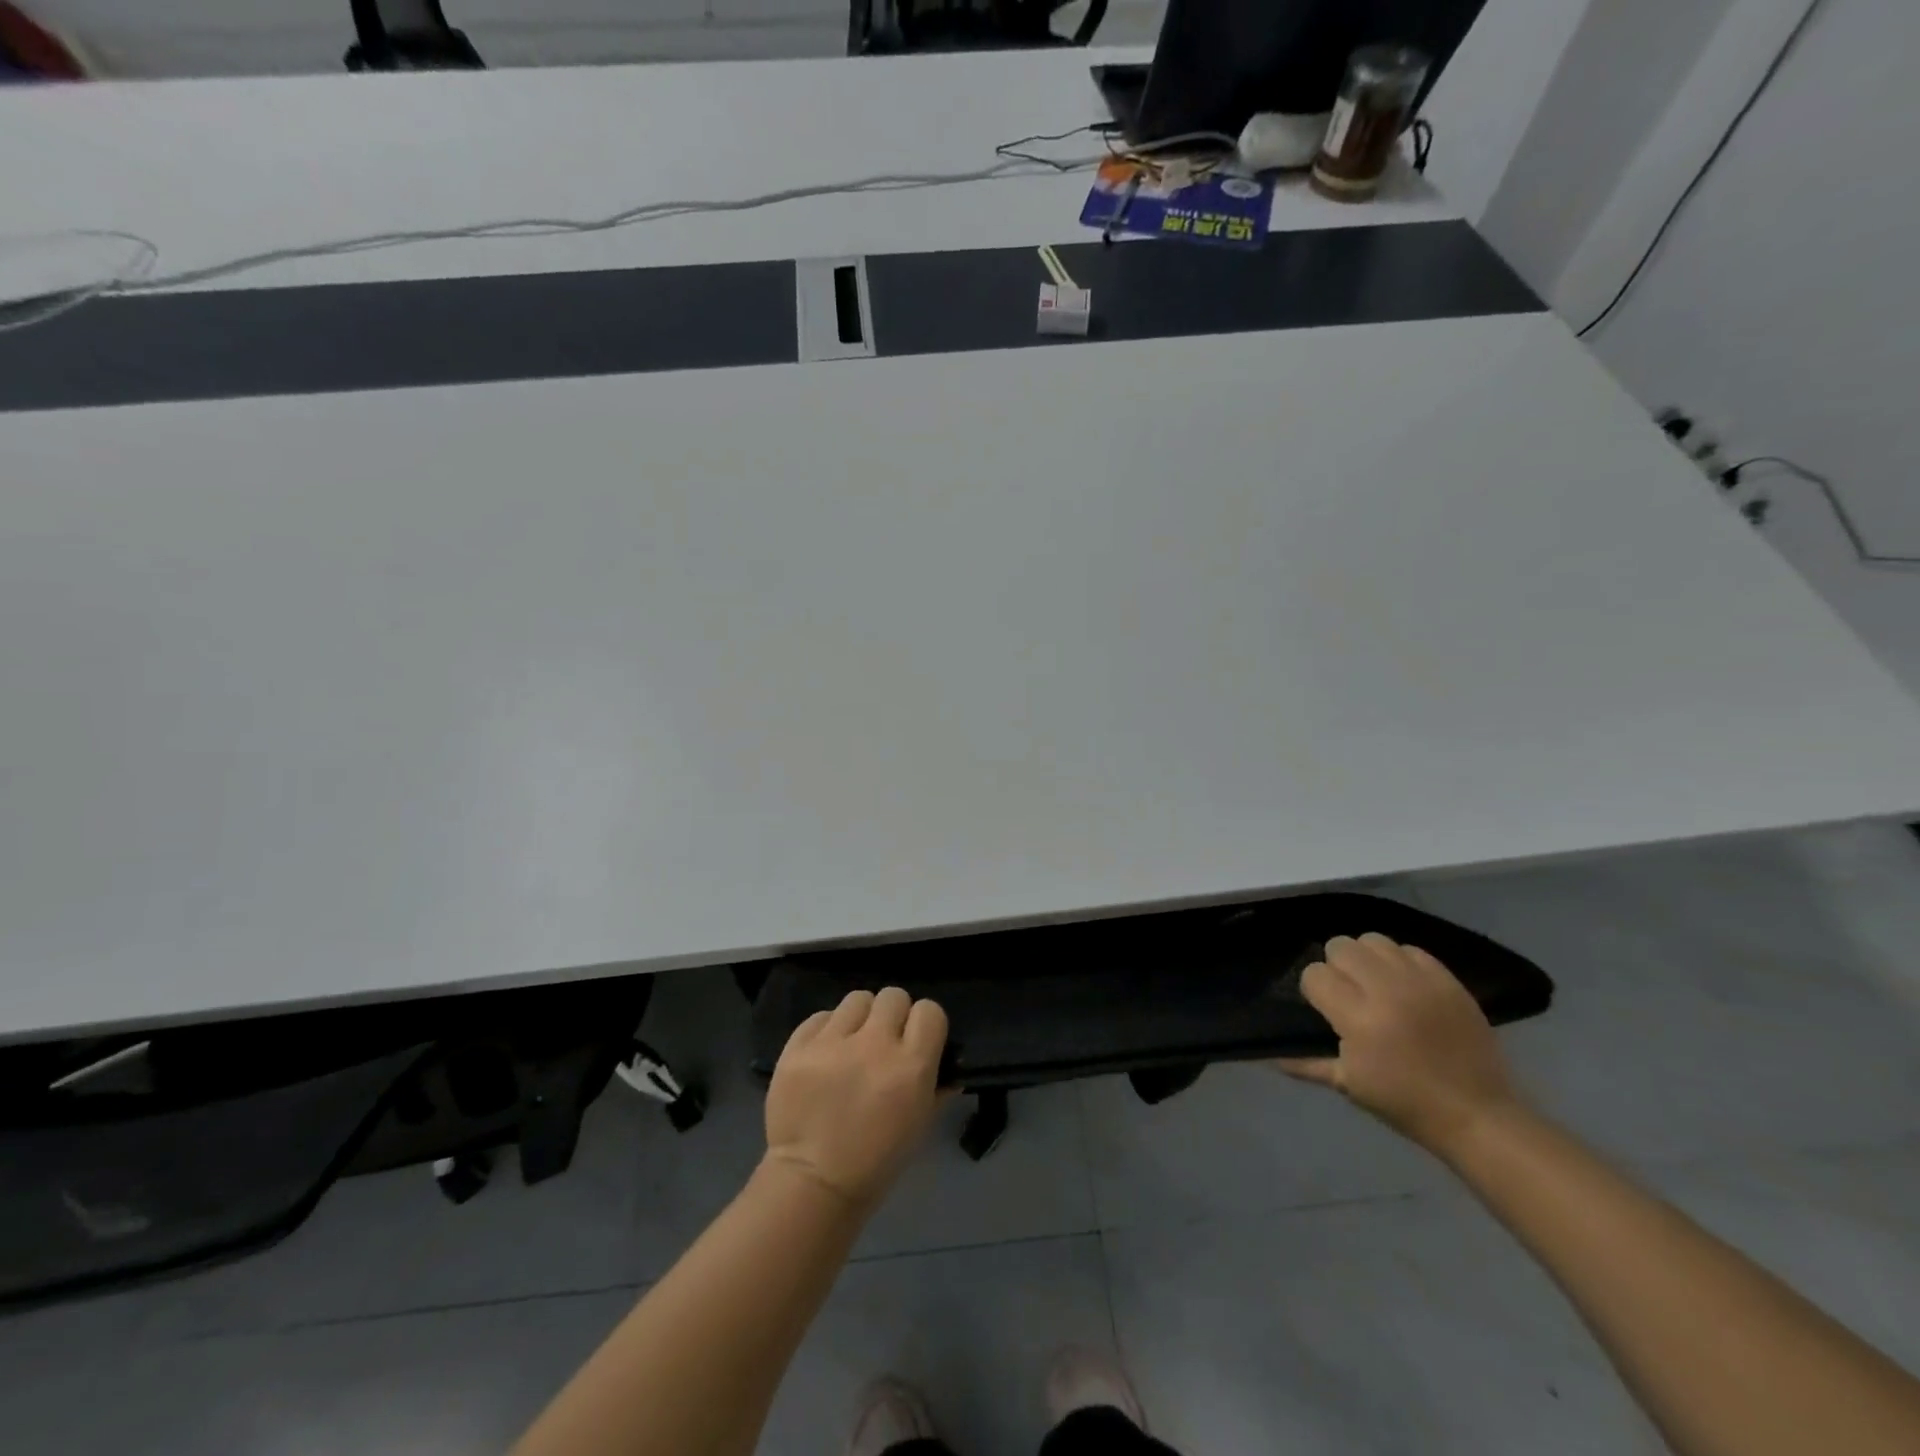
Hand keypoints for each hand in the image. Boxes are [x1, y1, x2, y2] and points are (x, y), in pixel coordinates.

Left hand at [763, 987, 948, 1207]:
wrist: (812, 1184)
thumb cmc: (876, 1162)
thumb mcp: (920, 1126)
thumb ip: (938, 1087)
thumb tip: (949, 1064)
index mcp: (911, 1067)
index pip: (930, 1011)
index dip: (925, 1023)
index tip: (917, 1038)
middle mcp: (874, 1046)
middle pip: (893, 996)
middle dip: (893, 1015)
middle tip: (883, 1039)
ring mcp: (832, 1043)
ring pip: (856, 999)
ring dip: (859, 1018)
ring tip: (851, 1042)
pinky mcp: (798, 1047)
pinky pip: (820, 1016)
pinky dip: (826, 1030)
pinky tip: (825, 1053)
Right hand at [1279, 933, 1519, 1157]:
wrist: (1479, 1115)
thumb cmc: (1406, 1104)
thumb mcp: (1349, 1086)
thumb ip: (1306, 1062)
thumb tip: (1267, 1054)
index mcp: (1359, 1019)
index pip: (1315, 974)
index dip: (1315, 990)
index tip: (1326, 1009)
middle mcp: (1387, 990)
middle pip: (1340, 946)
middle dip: (1337, 966)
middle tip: (1349, 993)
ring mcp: (1421, 981)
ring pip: (1373, 939)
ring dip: (1367, 958)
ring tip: (1375, 984)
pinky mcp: (1448, 980)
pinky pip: (1410, 949)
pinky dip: (1400, 961)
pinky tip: (1403, 986)